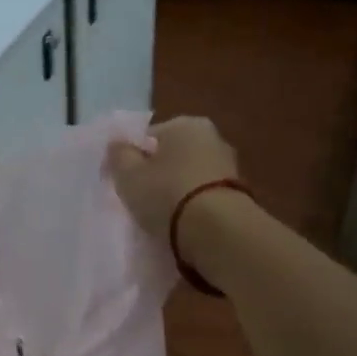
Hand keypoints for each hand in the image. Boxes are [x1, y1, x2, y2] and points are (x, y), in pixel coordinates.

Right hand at [105, 116, 240, 239]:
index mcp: (184, 124)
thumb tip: (118, 144)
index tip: (122, 181)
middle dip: (156, 174)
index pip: (148, 137)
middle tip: (138, 199)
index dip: (131, 158)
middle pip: (171, 155)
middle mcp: (211, 137)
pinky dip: (192, 207)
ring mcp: (229, 166)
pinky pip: (203, 197)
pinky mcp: (238, 195)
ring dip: (175, 192)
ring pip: (188, 177)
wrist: (218, 232)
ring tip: (159, 216)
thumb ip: (119, 155)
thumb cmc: (167, 194)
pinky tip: (180, 225)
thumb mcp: (128, 174)